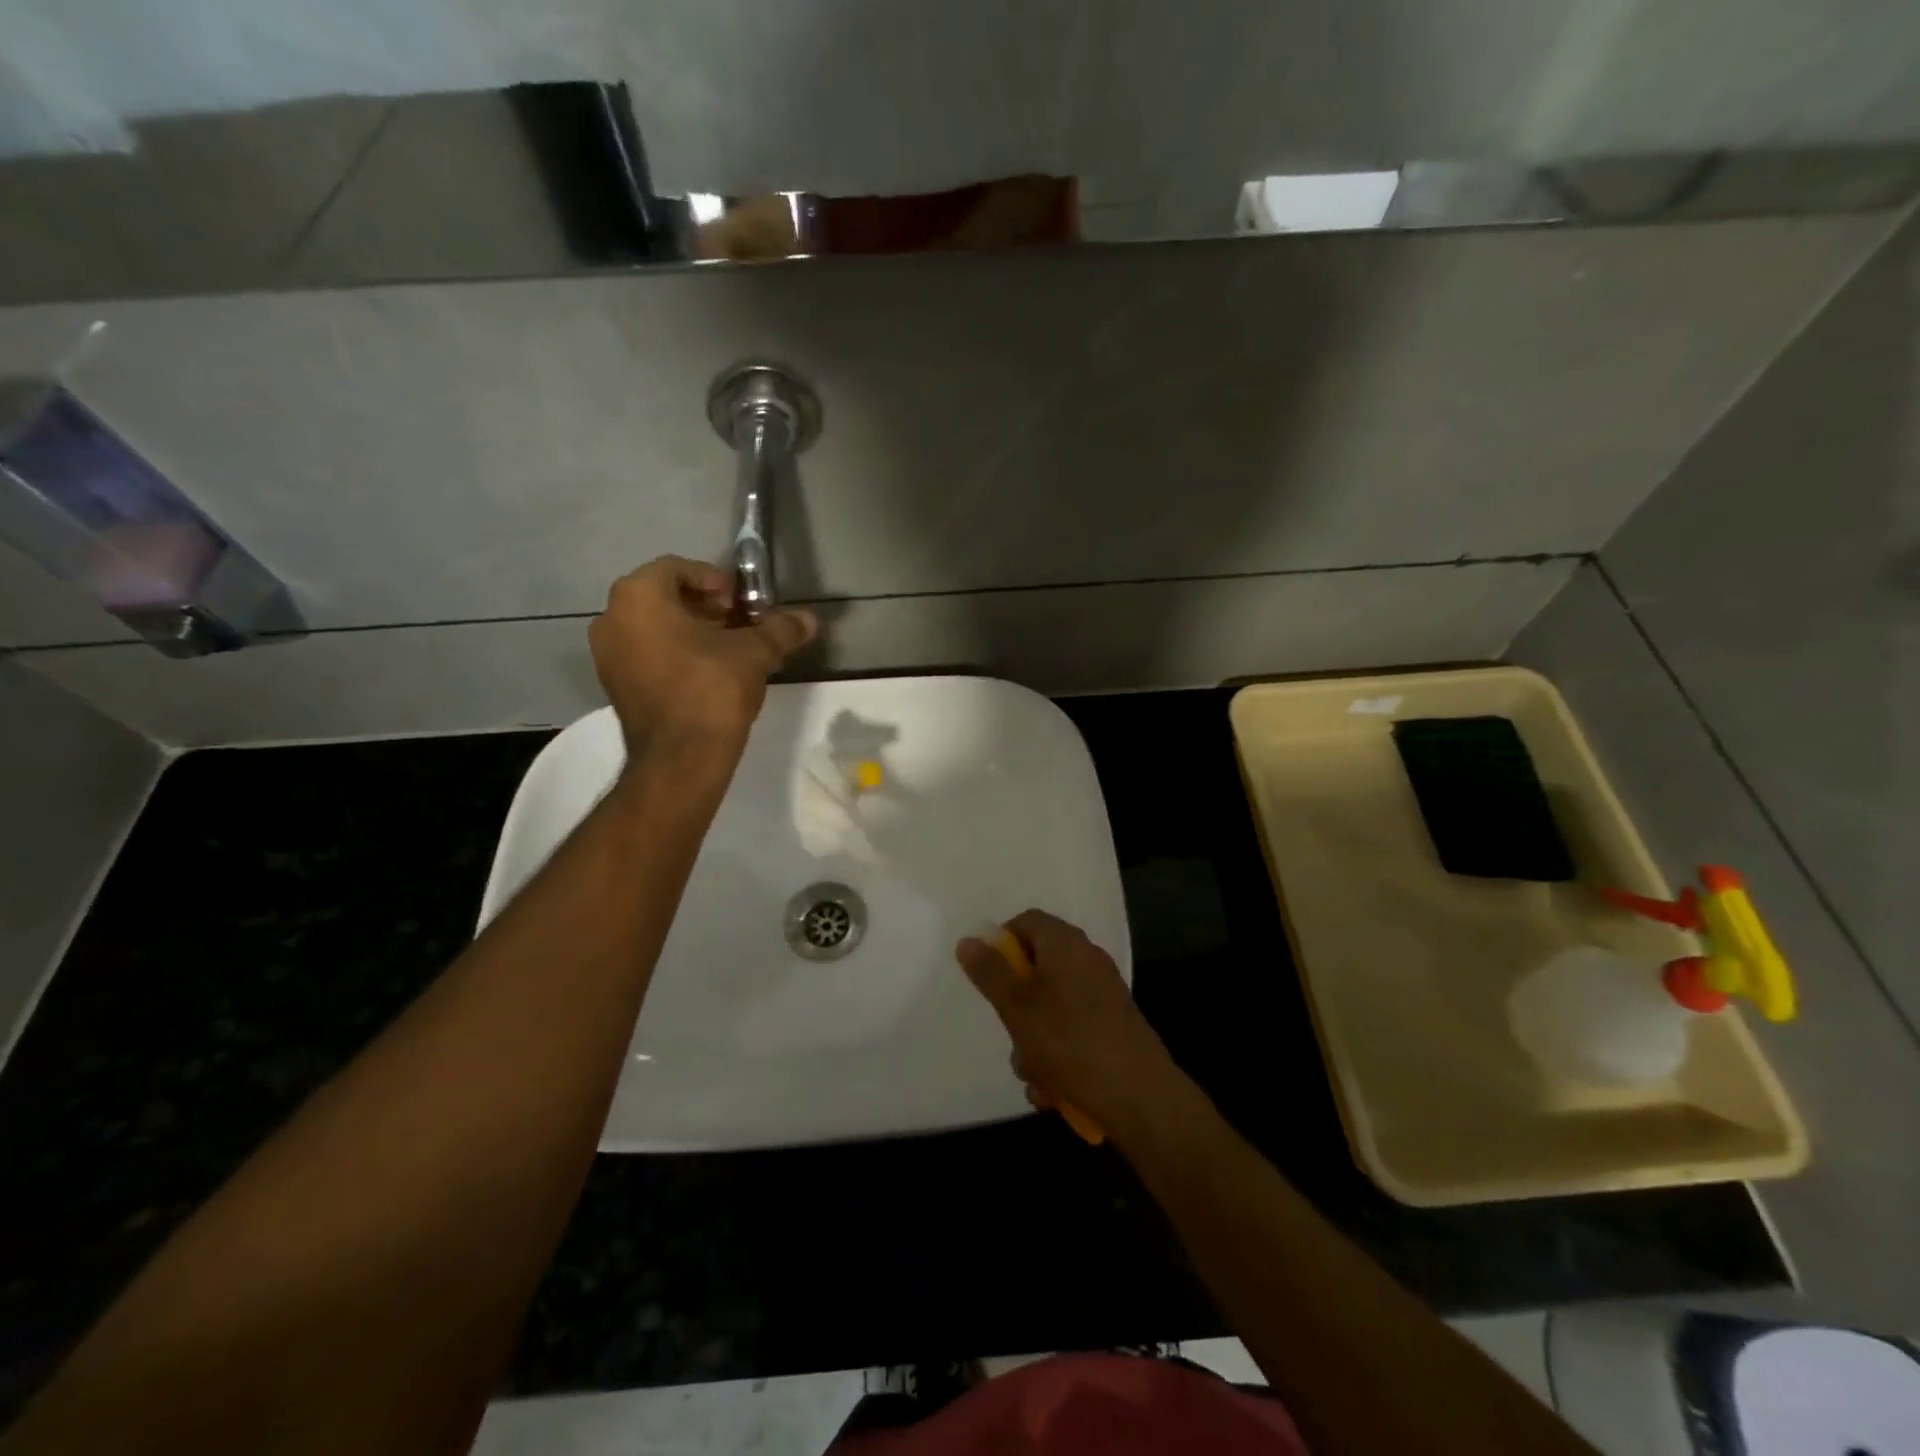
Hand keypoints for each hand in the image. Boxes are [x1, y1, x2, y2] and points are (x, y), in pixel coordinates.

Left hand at [589, 557, 815, 756]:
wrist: (681, 757)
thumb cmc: (712, 688)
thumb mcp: (754, 652)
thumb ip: (780, 629)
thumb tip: (810, 620)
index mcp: (639, 596)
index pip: (677, 568)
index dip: (715, 580)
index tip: (743, 602)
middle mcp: (612, 618)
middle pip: (663, 596)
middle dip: (705, 606)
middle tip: (740, 623)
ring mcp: (607, 655)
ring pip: (653, 627)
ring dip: (691, 630)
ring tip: (729, 649)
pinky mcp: (614, 686)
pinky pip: (646, 653)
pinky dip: (674, 653)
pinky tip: (708, 672)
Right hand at [956, 909, 1181, 1140]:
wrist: (1139, 1095)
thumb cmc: (1070, 1041)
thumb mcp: (1017, 1006)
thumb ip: (990, 972)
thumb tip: (968, 940)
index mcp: (1066, 943)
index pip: (1026, 921)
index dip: (1001, 943)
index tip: (987, 977)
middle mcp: (1086, 960)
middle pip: (1036, 968)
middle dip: (1015, 1006)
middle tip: (1010, 1031)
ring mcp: (1102, 994)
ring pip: (1050, 1007)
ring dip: (1033, 1040)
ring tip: (1033, 1073)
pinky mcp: (1111, 1026)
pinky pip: (1071, 1030)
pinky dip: (1057, 1055)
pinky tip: (1053, 1089)